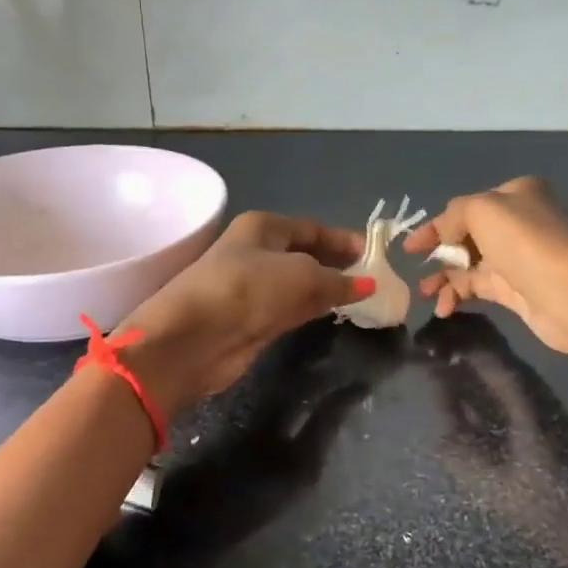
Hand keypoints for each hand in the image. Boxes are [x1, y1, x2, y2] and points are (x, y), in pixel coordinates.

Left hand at [117, 212, 372, 418]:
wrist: (192, 339)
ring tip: (365, 298)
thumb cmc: (246, 290)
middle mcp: (257, 252)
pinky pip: (292, 309)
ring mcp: (254, 288)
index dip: (343, 240)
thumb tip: (367, 285)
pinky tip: (338, 314)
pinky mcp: (253, 320)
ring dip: (328, 290)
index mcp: (262, 228)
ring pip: (300, 284)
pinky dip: (314, 309)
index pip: (311, 228)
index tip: (374, 255)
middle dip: (338, 266)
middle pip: (306, 255)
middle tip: (375, 279)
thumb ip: (337, 280)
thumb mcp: (300, 275)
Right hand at [401, 177, 567, 357]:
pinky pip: (478, 288)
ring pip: (470, 264)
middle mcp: (519, 223)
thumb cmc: (523, 241)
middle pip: (467, 236)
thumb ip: (453, 215)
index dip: (435, 224)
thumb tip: (444, 236)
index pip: (467, 206)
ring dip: (444, 278)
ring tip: (424, 294)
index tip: (408, 246)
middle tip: (415, 269)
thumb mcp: (481, 209)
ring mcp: (518, 258)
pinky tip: (444, 308)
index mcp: (516, 194)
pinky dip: (458, 295)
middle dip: (439, 253)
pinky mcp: (517, 290)